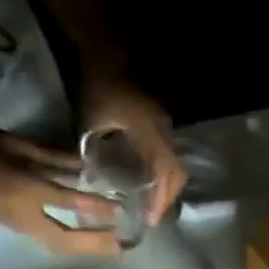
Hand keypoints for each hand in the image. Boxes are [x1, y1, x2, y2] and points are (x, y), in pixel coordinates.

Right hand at [0, 127, 123, 257]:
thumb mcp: (16, 144)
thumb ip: (51, 156)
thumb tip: (84, 164)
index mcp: (26, 189)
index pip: (68, 201)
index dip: (95, 206)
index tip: (118, 210)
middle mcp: (26, 215)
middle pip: (67, 240)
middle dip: (95, 245)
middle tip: (121, 247)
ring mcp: (21, 227)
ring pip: (59, 246)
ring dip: (86, 250)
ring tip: (109, 249)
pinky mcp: (17, 229)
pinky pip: (50, 242)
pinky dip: (71, 244)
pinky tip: (85, 241)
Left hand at [80, 75, 186, 223]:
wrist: (104, 48)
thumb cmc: (97, 85)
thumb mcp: (91, 121)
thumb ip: (96, 152)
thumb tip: (95, 181)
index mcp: (151, 134)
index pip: (164, 174)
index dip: (160, 200)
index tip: (151, 220)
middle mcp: (164, 132)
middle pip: (176, 175)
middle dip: (167, 199)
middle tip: (153, 217)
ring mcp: (164, 126)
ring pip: (175, 166)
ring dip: (167, 187)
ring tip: (154, 204)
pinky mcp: (159, 123)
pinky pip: (168, 155)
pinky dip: (163, 174)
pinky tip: (150, 182)